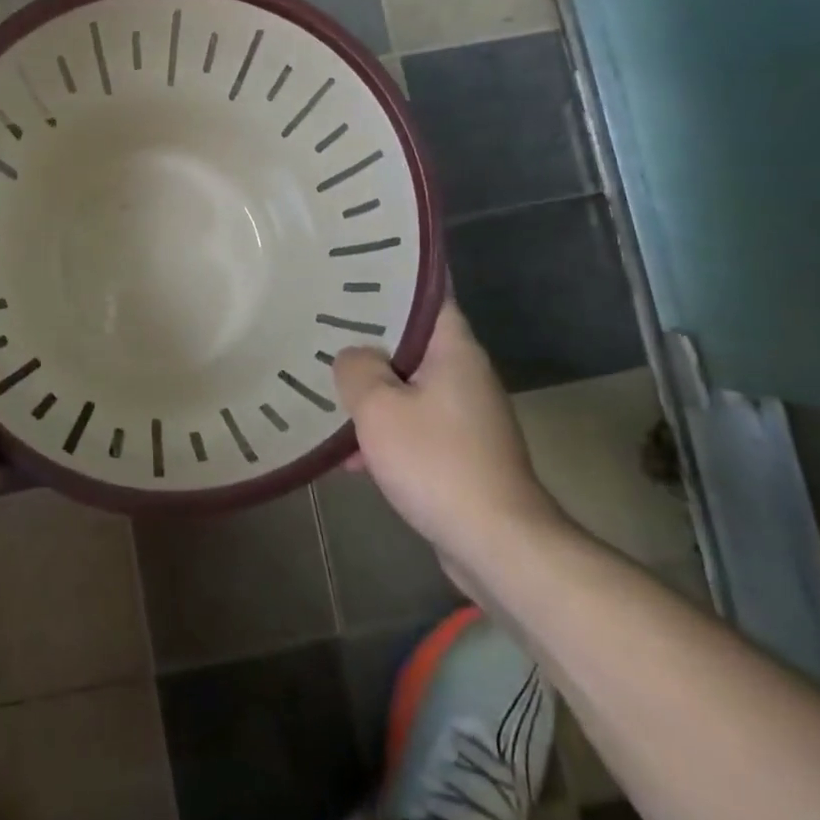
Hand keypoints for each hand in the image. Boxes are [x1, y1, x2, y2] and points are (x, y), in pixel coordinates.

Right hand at [333, 299, 562, 582]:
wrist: (496, 544)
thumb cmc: (436, 461)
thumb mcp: (379, 407)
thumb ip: (357, 369)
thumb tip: (352, 357)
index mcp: (453, 349)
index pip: (426, 295)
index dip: (391, 281)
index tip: (353, 275)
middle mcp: (465, 374)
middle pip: (411, 343)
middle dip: (367, 342)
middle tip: (322, 331)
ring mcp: (465, 415)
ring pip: (407, 388)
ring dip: (371, 395)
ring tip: (326, 397)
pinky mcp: (461, 452)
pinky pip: (414, 427)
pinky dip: (385, 433)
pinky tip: (349, 458)